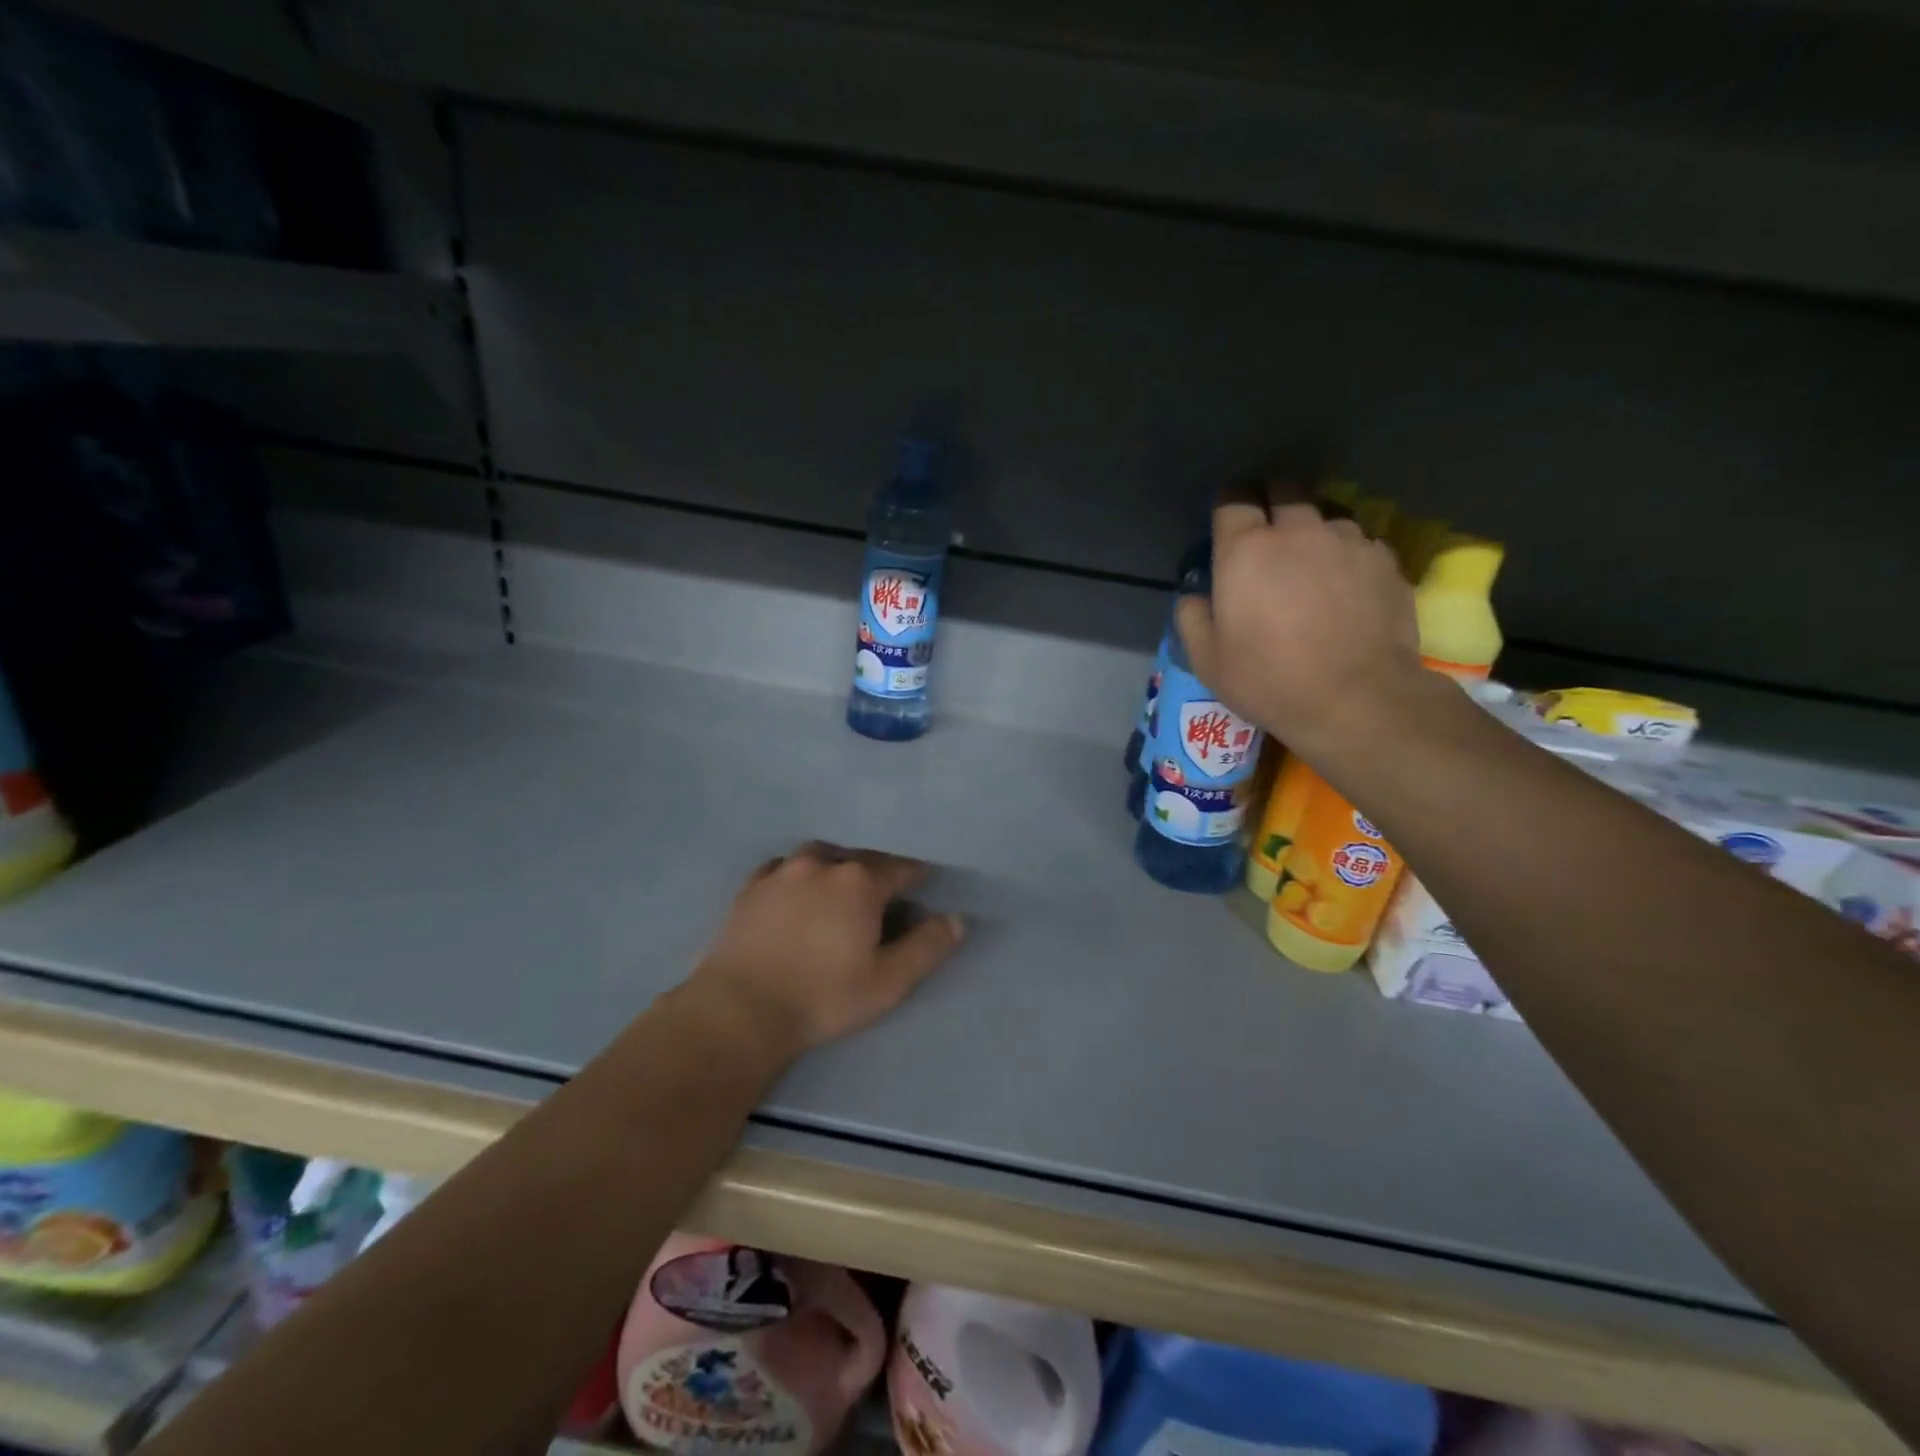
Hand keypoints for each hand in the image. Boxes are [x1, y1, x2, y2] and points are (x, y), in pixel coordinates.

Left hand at [688, 843, 964, 1056]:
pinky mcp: (751, 887)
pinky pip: (781, 867)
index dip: (916, 873)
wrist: (741, 1008)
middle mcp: (823, 864)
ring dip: (835, 864)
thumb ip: (927, 947)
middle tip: (883, 888)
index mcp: (860, 882)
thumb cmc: (823, 995)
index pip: (900, 867)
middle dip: (877, 868)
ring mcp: (782, 872)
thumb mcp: (888, 981)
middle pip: (860, 856)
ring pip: (819, 854)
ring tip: (838, 882)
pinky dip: (795, 872)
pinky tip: (794, 886)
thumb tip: (957, 919)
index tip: (924, 880)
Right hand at [1176, 486, 1423, 758]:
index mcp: (1246, 550)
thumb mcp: (1207, 660)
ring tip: (1313, 561)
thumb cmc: (1269, 680)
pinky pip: (1360, 542)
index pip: (1233, 499)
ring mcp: (1348, 541)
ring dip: (1313, 529)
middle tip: (1268, 532)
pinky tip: (1347, 585)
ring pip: (1326, 514)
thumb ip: (1192, 617)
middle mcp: (1298, 531)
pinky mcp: (1386, 560)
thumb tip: (1195, 596)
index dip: (1228, 504)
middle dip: (1272, 499)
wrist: (1357, 700)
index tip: (1227, 522)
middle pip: (1285, 488)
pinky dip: (1347, 555)